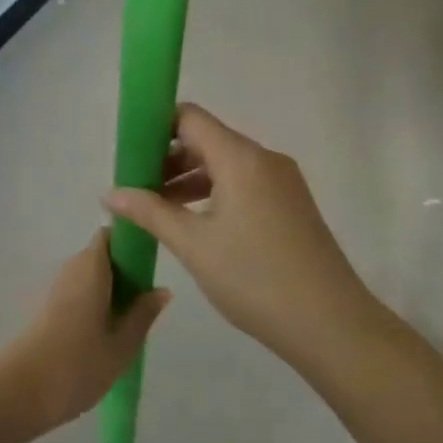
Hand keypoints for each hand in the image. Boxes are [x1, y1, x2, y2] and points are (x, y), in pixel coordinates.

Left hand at [0, 230, 168, 436]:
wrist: (22, 390)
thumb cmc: (79, 363)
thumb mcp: (122, 344)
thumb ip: (143, 314)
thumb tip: (162, 289)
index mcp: (92, 266)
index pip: (111, 236)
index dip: (131, 244)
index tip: (149, 268)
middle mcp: (71, 267)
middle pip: (102, 256)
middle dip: (124, 273)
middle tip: (144, 305)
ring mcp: (55, 287)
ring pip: (89, 277)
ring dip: (109, 292)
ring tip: (127, 326)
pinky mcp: (46, 308)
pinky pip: (77, 294)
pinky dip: (93, 305)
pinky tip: (103, 337)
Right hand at [104, 105, 380, 370]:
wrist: (332, 325)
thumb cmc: (255, 278)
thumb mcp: (194, 245)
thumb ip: (150, 212)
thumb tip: (110, 193)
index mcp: (241, 158)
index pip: (190, 118)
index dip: (156, 127)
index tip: (129, 153)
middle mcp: (264, 159)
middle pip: (207, 140)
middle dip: (168, 158)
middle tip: (136, 188)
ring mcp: (283, 182)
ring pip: (225, 164)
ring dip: (190, 180)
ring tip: (158, 210)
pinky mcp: (291, 205)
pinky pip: (244, 183)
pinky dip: (215, 193)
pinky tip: (194, 224)